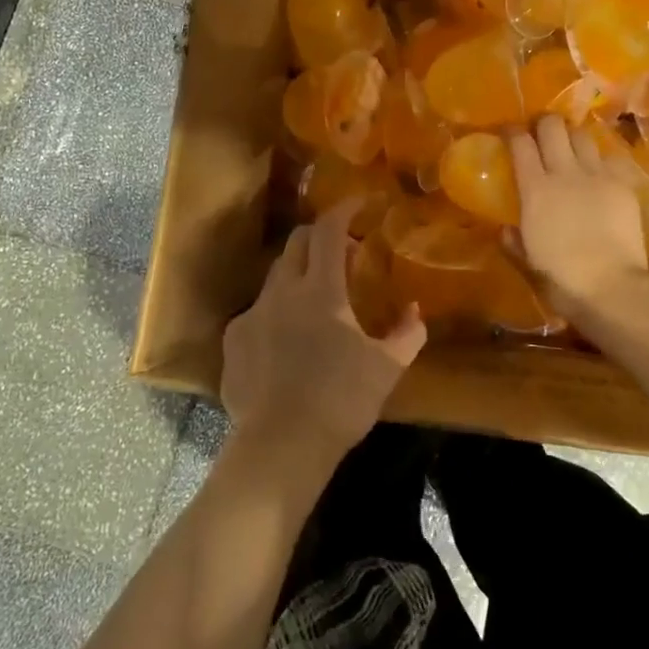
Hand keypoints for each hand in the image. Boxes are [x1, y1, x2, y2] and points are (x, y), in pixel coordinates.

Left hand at [221, 200, 426, 472]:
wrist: (281, 445)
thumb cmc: (341, 401)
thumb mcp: (386, 368)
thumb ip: (407, 334)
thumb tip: (415, 312)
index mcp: (320, 289)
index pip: (327, 230)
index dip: (343, 209)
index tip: (360, 203)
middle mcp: (281, 291)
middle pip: (296, 242)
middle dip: (319, 236)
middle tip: (343, 252)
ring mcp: (253, 314)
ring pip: (275, 276)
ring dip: (299, 273)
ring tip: (317, 298)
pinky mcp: (234, 339)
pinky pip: (258, 311)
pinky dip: (277, 310)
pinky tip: (287, 339)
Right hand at [508, 115, 648, 311]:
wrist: (611, 285)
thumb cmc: (561, 278)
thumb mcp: (527, 261)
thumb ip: (513, 241)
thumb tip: (505, 229)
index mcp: (535, 189)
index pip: (520, 144)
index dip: (513, 131)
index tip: (510, 130)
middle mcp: (565, 172)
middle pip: (553, 127)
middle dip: (544, 123)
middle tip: (541, 131)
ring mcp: (597, 175)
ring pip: (583, 135)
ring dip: (573, 136)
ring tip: (571, 146)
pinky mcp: (623, 184)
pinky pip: (610, 157)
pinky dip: (601, 158)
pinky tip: (600, 169)